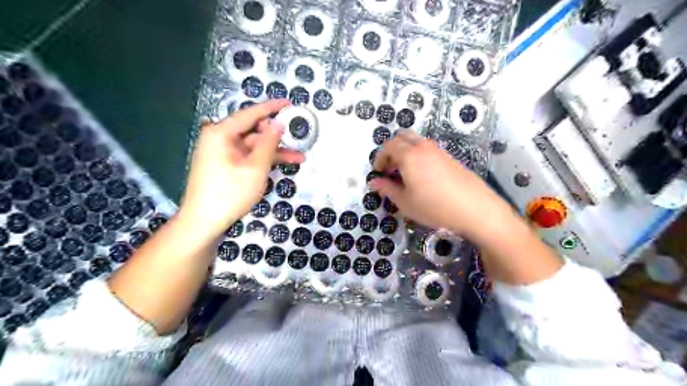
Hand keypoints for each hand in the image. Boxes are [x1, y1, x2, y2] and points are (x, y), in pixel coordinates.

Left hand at [179, 99, 302, 239]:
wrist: (203, 222)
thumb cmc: (230, 193)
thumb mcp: (255, 167)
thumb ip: (268, 143)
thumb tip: (277, 123)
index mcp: (221, 133)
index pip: (251, 113)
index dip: (272, 108)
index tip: (289, 103)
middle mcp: (220, 139)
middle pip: (253, 131)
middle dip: (277, 136)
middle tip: (298, 136)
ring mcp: (222, 154)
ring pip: (253, 147)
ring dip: (275, 152)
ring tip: (299, 157)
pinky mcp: (225, 167)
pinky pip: (248, 158)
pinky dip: (264, 161)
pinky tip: (282, 165)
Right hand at [371, 129, 508, 237]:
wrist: (474, 208)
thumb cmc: (434, 206)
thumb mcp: (405, 202)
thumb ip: (387, 189)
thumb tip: (374, 183)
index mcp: (409, 155)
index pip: (388, 146)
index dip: (379, 158)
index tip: (378, 172)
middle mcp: (423, 147)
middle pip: (402, 137)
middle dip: (391, 150)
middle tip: (389, 169)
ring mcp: (438, 150)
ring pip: (416, 142)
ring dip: (405, 152)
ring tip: (404, 174)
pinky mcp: (449, 157)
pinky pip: (427, 149)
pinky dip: (418, 155)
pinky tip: (422, 176)